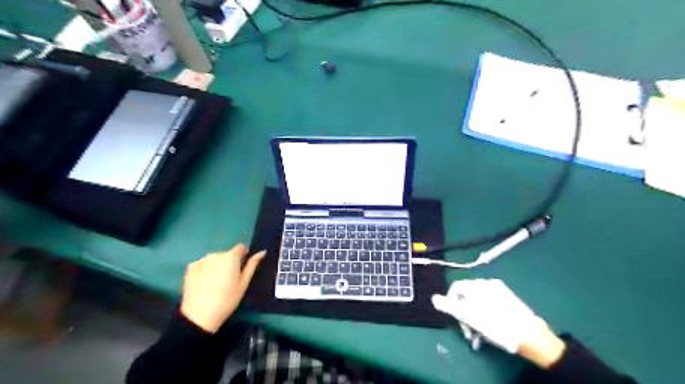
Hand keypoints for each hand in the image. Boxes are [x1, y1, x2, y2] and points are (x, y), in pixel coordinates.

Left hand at [180, 246, 265, 332]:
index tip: (242, 266)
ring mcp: (202, 260)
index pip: (241, 247)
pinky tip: (204, 282)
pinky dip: (205, 269)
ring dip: (217, 265)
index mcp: (231, 256)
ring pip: (214, 259)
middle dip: (229, 262)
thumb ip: (252, 265)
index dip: (243, 255)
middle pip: (226, 254)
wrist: (199, 314)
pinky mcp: (190, 267)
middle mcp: (216, 254)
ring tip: (216, 282)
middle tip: (229, 279)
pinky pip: (202, 264)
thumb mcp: (244, 283)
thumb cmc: (227, 299)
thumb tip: (262, 252)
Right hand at [433, 278, 567, 367]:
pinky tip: (490, 328)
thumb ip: (449, 306)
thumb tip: (433, 298)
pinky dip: (485, 314)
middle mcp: (487, 283)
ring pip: (478, 301)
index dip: (450, 302)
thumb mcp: (469, 316)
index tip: (455, 319)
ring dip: (474, 316)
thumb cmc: (496, 325)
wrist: (530, 335)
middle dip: (464, 313)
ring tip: (479, 334)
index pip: (455, 288)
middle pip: (467, 295)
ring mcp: (500, 290)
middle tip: (468, 332)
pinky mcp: (509, 299)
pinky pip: (490, 303)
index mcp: (477, 285)